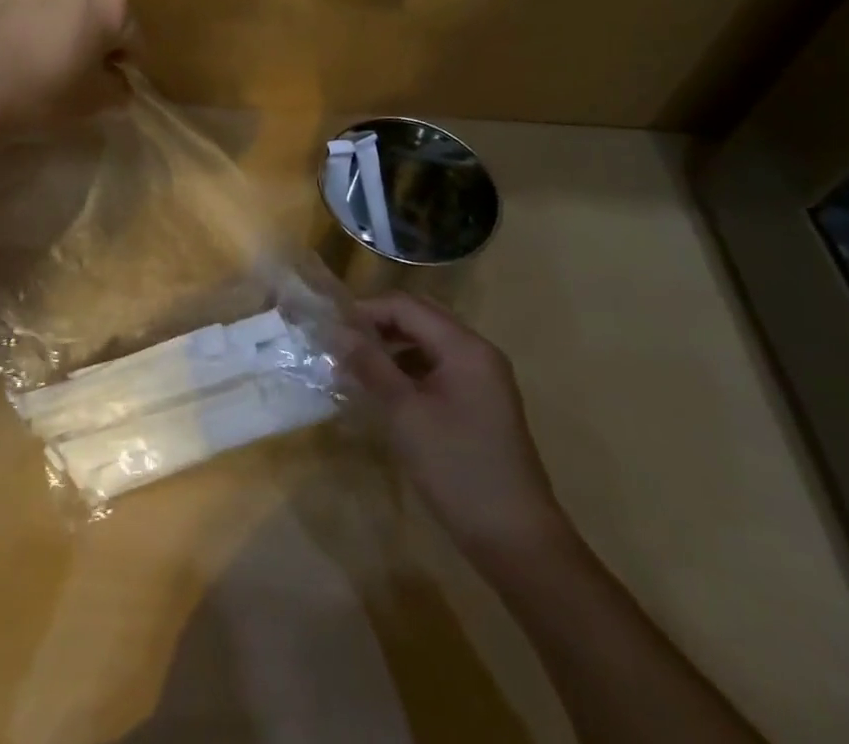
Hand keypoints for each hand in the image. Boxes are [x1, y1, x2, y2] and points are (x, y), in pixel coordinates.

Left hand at [0, 0, 133, 141]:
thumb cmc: (34, 96)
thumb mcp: (88, 106)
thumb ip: (116, 90)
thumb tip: (121, 83)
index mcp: (112, 0)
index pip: (131, 34)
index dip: (122, 60)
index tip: (106, 80)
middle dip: (88, 23)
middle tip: (67, 56)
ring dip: (52, 0)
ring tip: (29, 32)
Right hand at [344, 292, 569, 569]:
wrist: (517, 542)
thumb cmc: (457, 469)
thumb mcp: (404, 414)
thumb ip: (371, 365)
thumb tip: (337, 330)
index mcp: (465, 347)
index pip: (406, 306)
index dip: (366, 311)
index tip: (331, 330)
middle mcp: (478, 353)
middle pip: (420, 318)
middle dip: (378, 325)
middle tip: (341, 344)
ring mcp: (483, 379)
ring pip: (428, 343)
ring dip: (392, 347)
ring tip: (357, 367)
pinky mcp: (481, 404)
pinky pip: (439, 368)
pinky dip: (409, 370)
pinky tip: (386, 391)